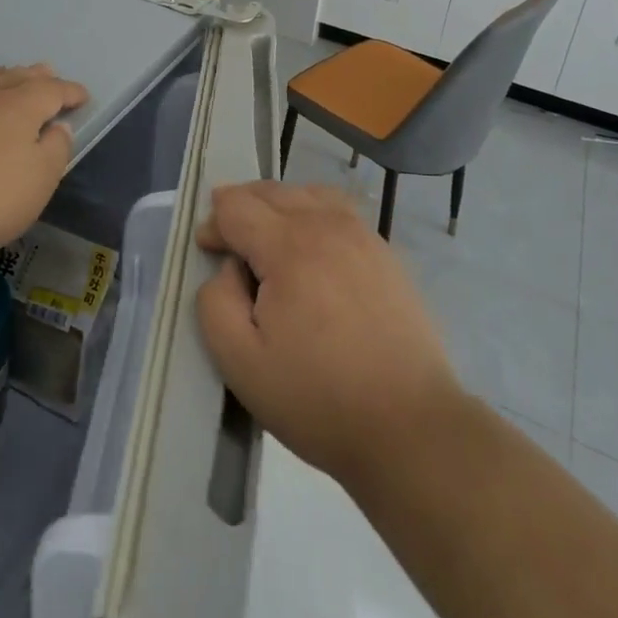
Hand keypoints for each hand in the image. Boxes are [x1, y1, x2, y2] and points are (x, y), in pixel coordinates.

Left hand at [0, 64, 88, 261]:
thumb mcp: (38, 185)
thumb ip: (55, 150)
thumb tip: (57, 127)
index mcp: (18, 107)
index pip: (52, 90)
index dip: (70, 92)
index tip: (82, 96)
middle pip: (15, 77)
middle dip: (35, 76)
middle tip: (47, 73)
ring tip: (4, 76)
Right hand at [195, 182, 461, 490]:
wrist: (409, 426)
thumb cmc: (318, 398)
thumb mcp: (242, 363)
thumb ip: (216, 303)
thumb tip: (228, 267)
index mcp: (289, 246)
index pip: (237, 206)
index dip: (215, 224)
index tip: (208, 252)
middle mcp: (326, 224)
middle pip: (271, 191)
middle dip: (242, 207)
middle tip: (231, 245)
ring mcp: (362, 234)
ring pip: (308, 193)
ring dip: (279, 205)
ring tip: (269, 239)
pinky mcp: (386, 252)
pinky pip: (339, 210)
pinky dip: (313, 213)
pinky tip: (312, 249)